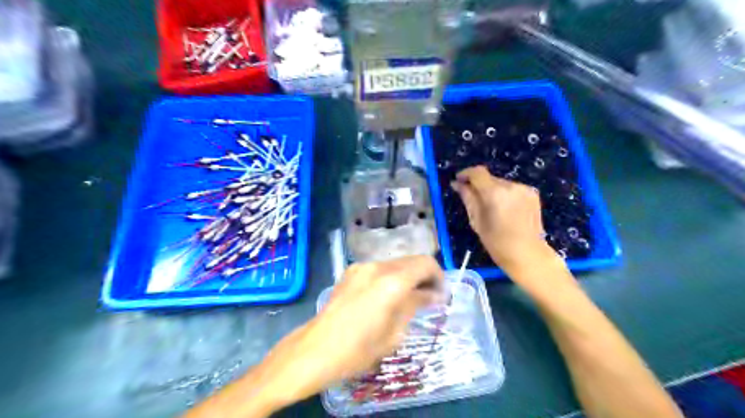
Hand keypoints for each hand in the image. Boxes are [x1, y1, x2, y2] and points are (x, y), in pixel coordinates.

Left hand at [261, 257, 440, 406]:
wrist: (317, 349)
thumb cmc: (359, 349)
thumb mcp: (395, 332)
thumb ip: (415, 305)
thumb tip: (433, 294)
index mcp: (392, 281)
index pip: (426, 264)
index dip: (438, 276)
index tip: (440, 295)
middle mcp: (378, 266)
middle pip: (411, 260)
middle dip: (424, 276)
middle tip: (428, 297)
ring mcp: (362, 266)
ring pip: (395, 263)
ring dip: (407, 276)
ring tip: (408, 298)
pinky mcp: (351, 271)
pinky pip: (379, 268)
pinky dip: (391, 277)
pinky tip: (387, 296)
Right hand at [448, 165, 557, 275]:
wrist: (528, 254)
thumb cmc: (497, 243)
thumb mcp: (477, 221)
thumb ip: (468, 198)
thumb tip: (457, 184)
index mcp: (495, 193)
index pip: (477, 172)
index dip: (466, 174)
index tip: (458, 180)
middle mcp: (511, 186)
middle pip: (490, 178)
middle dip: (479, 185)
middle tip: (473, 199)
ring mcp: (524, 189)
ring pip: (501, 183)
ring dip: (493, 191)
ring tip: (491, 208)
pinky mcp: (532, 194)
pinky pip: (513, 189)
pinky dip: (505, 195)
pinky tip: (505, 210)